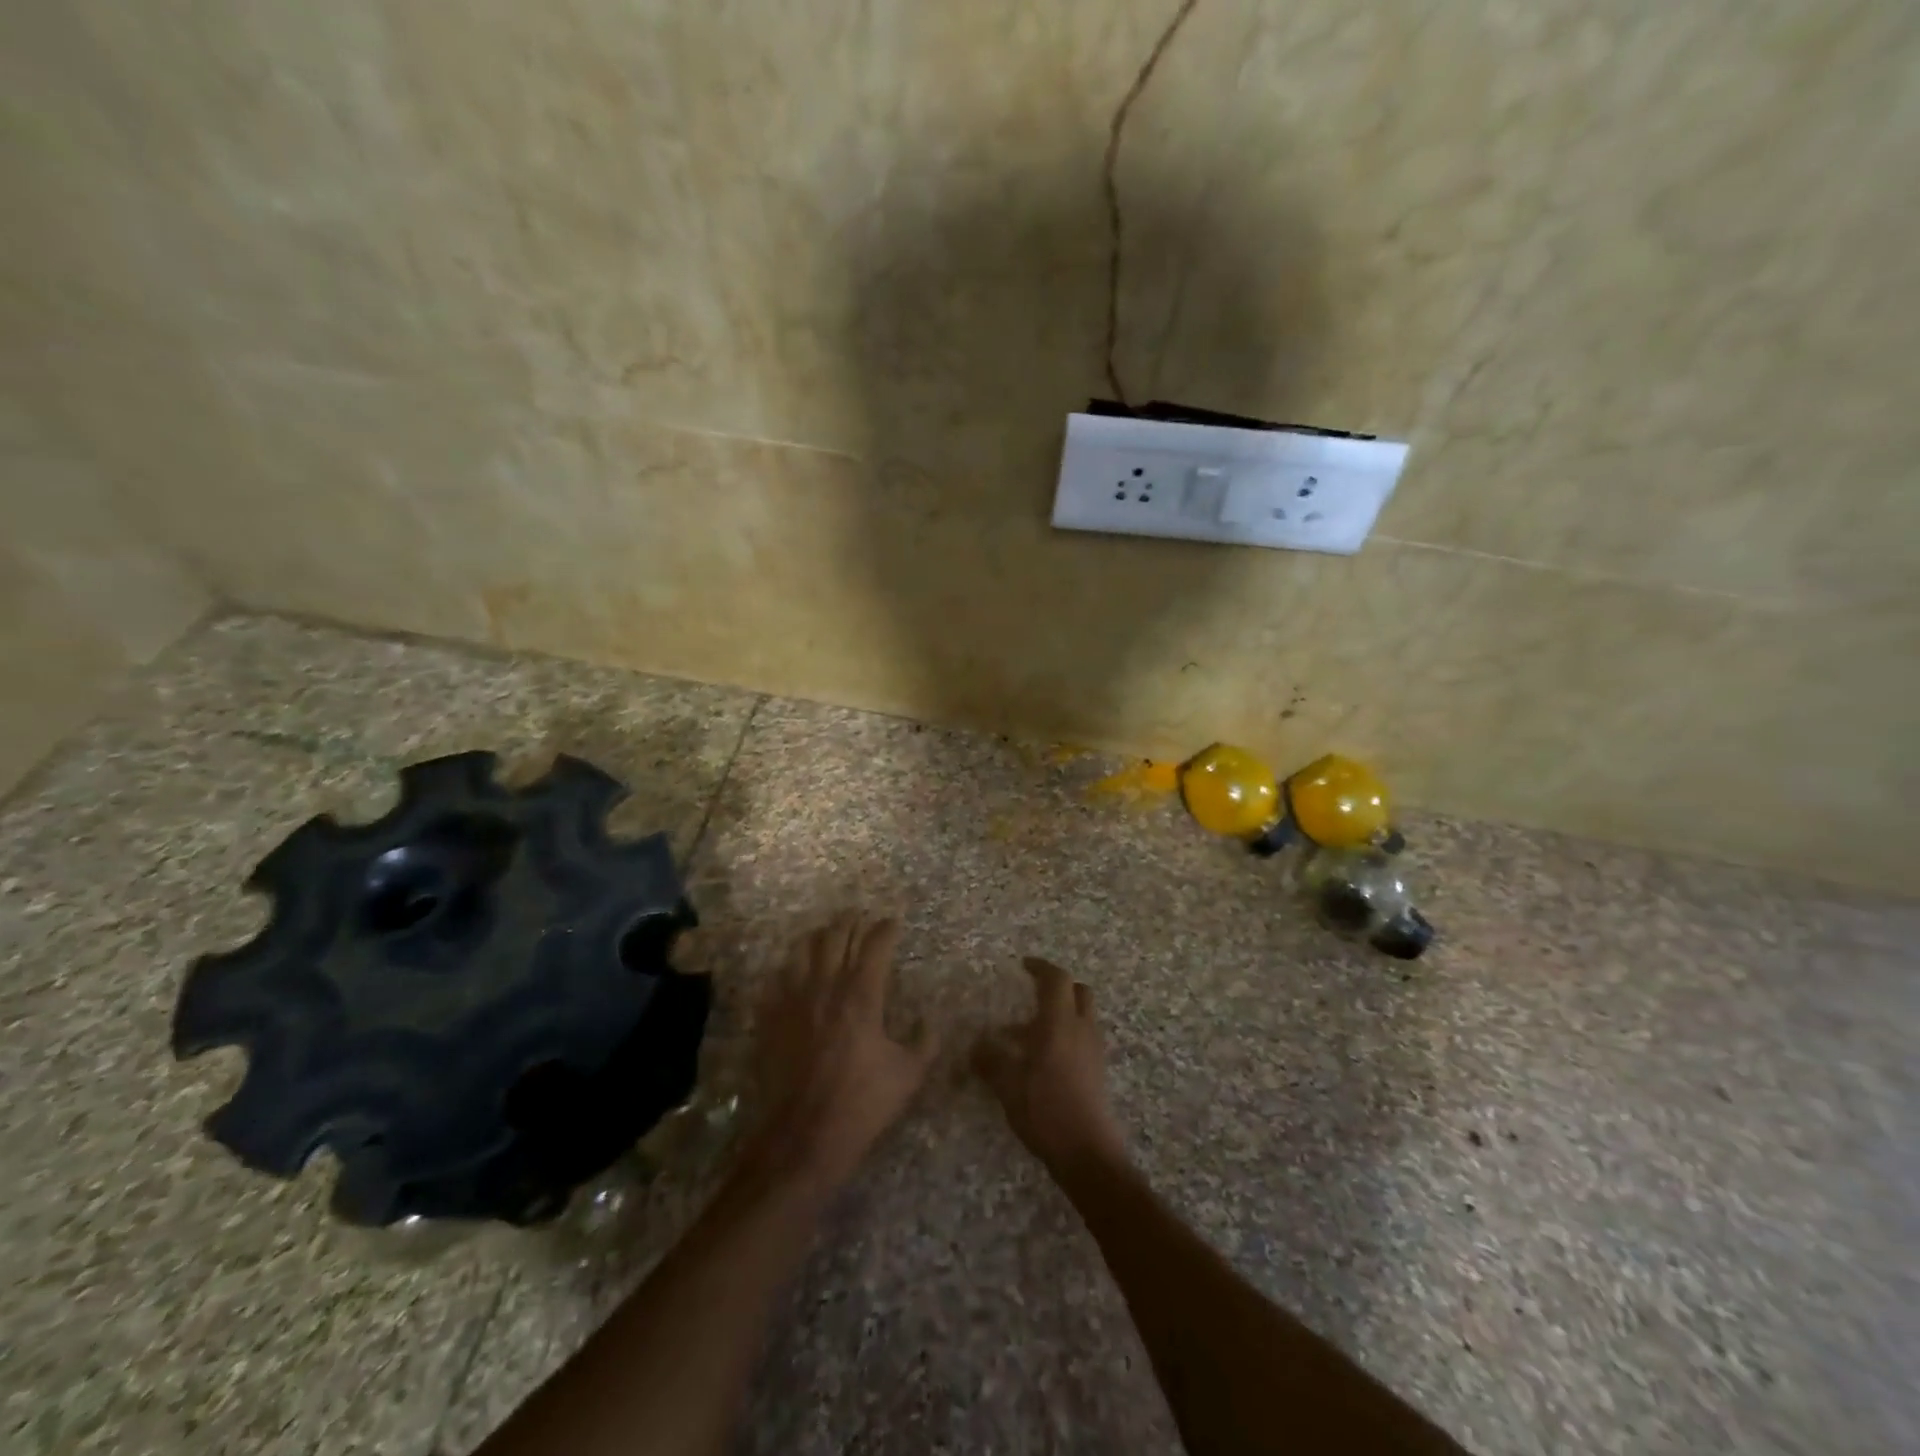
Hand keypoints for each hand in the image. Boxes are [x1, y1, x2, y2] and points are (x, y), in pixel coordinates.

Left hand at [742, 912, 937, 1196]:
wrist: (803, 1136)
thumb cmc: (862, 1104)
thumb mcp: (909, 1076)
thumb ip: (925, 1043)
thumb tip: (929, 1022)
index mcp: (863, 995)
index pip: (875, 945)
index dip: (885, 929)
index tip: (892, 922)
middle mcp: (827, 986)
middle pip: (836, 936)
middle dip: (850, 921)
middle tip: (859, 916)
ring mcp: (794, 1000)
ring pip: (803, 950)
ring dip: (818, 937)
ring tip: (826, 933)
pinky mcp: (771, 1018)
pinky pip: (778, 979)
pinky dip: (791, 968)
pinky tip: (795, 972)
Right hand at [974, 957, 1127, 1173]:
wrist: (1087, 1152)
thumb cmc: (1045, 1109)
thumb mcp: (1008, 1085)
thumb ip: (990, 1060)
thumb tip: (975, 1045)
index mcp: (1060, 1022)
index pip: (1056, 979)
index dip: (1041, 967)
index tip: (1024, 965)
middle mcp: (1081, 1028)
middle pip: (1077, 991)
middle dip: (1056, 986)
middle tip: (1031, 993)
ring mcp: (1093, 1049)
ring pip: (1081, 1015)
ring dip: (1059, 1013)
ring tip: (1025, 1034)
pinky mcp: (1097, 1070)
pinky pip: (1082, 1037)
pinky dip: (1065, 1034)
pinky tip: (1041, 1059)